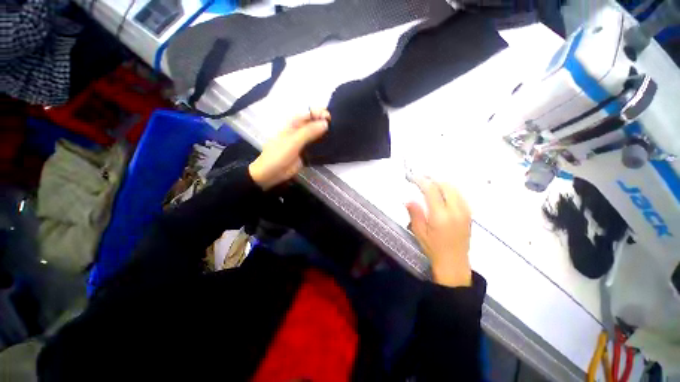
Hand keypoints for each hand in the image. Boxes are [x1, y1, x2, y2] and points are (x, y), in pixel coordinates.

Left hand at [249, 109, 329, 189]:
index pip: (309, 113)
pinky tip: (331, 146)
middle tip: (335, 128)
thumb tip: (325, 123)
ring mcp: (303, 142)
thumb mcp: (293, 141)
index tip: (329, 119)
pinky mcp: (306, 152)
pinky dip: (323, 145)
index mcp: (293, 124)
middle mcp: (299, 130)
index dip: (319, 113)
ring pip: (317, 134)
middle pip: (314, 122)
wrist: (271, 173)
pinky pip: (316, 146)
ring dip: (325, 134)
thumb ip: (309, 132)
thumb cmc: (278, 155)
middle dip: (324, 123)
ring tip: (336, 135)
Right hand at [406, 178, 472, 287]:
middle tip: (422, 179)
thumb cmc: (433, 248)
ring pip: (455, 189)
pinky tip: (442, 194)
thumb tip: (409, 199)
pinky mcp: (469, 214)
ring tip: (431, 184)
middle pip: (446, 186)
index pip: (432, 191)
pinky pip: (460, 195)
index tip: (414, 178)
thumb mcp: (419, 232)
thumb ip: (415, 214)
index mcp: (441, 216)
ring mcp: (465, 211)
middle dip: (433, 180)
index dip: (422, 181)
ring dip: (442, 184)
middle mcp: (455, 210)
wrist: (454, 262)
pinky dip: (450, 190)